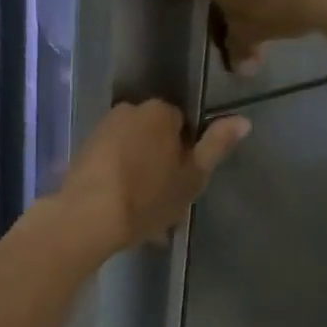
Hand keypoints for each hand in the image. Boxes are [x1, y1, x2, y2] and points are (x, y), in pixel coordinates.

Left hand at [59, 99, 249, 253]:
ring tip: (144, 215)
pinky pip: (112, 162)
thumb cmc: (147, 197)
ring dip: (140, 176)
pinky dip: (119, 180)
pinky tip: (122, 211)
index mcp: (159, 111)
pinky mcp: (82, 149)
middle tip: (165, 203)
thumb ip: (216, 145)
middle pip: (155, 136)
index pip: (183, 124)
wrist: (87, 217)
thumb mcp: (193, 176)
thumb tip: (243, 120)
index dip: (186, 154)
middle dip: (161, 164)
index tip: (183, 182)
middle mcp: (129, 109)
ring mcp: (102, 128)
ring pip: (133, 151)